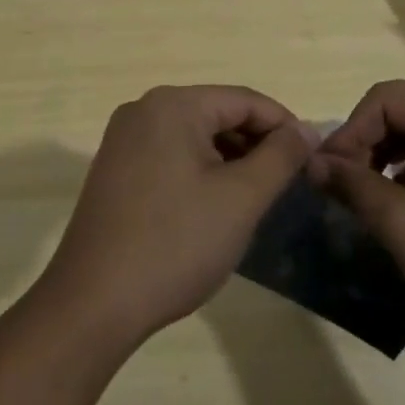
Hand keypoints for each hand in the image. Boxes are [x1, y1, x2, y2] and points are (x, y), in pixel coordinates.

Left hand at [37, 85, 312, 344]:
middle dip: (256, 143)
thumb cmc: (175, 244)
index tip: (312, 157)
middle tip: (287, 182)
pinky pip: (170, 154)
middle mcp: (144, 109)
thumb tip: (306, 129)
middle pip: (217, 114)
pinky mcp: (114, 169)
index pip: (244, 100)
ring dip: (230, 159)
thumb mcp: (241, 199)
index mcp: (173, 105)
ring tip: (255, 197)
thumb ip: (280, 156)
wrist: (93, 304)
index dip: (284, 125)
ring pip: (194, 136)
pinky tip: (214, 206)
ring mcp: (124, 139)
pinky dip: (200, 171)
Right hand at [310, 80, 404, 344]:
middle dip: (366, 143)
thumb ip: (354, 186)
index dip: (351, 130)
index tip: (328, 172)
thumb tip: (312, 163)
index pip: (388, 98)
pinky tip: (398, 206)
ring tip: (364, 195)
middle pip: (403, 110)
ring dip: (384, 157)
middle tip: (341, 184)